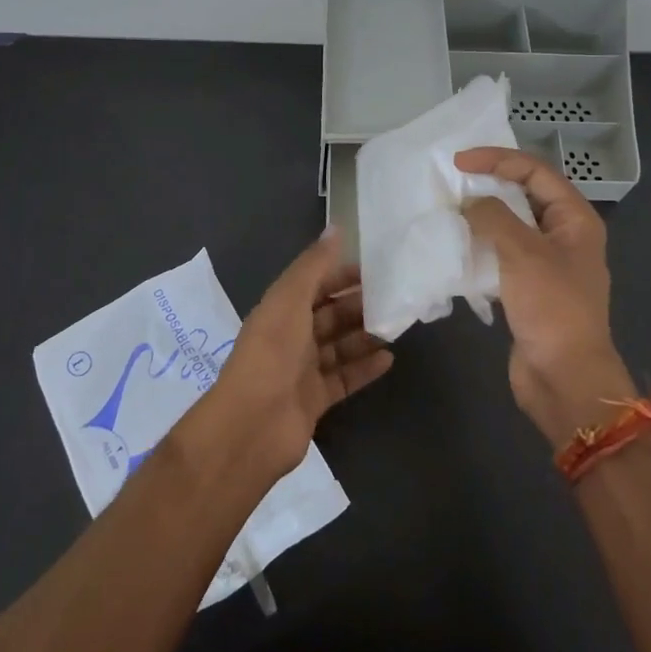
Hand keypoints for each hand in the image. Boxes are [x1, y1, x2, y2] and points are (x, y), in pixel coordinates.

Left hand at [202, 228, 392, 479]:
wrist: (253, 423)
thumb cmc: (272, 352)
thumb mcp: (290, 299)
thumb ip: (314, 265)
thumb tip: (335, 228)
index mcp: (280, 309)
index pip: (313, 284)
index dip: (340, 275)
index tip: (374, 269)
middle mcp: (290, 337)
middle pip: (328, 315)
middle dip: (357, 305)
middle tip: (393, 299)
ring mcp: (302, 370)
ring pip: (338, 346)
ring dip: (364, 335)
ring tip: (396, 326)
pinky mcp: (315, 400)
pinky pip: (344, 378)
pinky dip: (364, 368)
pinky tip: (389, 359)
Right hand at [454, 147, 636, 444]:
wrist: (564, 377)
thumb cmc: (551, 308)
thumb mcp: (522, 252)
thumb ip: (493, 217)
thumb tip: (469, 205)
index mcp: (576, 219)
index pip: (536, 172)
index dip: (498, 159)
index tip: (459, 162)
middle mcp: (564, 236)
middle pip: (525, 196)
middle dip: (490, 184)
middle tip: (452, 181)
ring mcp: (547, 264)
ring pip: (512, 226)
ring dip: (483, 216)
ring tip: (449, 210)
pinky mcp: (529, 289)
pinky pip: (502, 255)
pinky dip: (481, 246)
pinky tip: (456, 247)